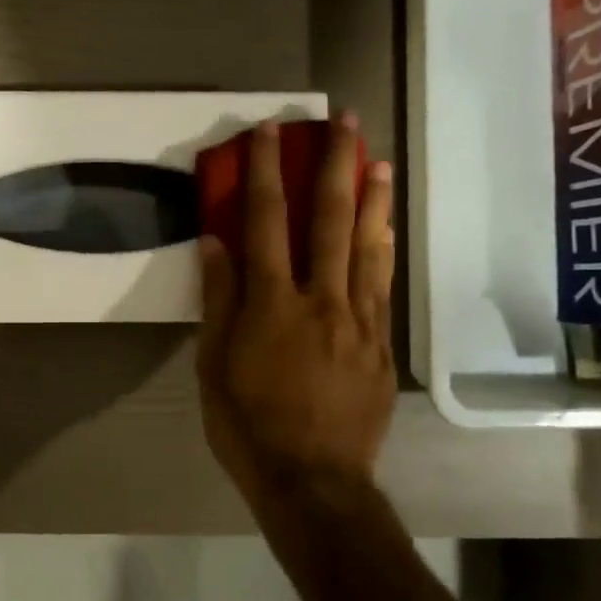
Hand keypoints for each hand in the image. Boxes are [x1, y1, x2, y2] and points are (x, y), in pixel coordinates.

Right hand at [197, 114, 396, 502]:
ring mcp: (358, 320)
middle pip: (328, 219)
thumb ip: (219, 300)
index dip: (264, 172)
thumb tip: (216, 243)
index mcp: (271, 304)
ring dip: (370, 196)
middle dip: (332, 164)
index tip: (267, 132)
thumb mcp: (214, 366)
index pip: (265, 223)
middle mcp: (320, 299)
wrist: (313, 481)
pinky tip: (386, 226)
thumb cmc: (247, 425)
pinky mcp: (381, 344)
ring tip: (376, 156)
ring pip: (367, 245)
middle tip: (342, 119)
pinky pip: (383, 285)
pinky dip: (383, 248)